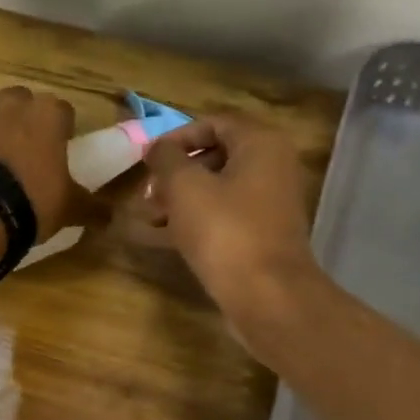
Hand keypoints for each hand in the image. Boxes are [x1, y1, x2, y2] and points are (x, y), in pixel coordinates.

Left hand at [0, 86, 93, 237]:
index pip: (63, 111)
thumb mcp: (69, 209)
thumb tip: (110, 216)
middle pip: (21, 104)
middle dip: (23, 123)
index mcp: (47, 113)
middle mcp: (9, 102)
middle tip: (25, 156)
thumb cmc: (31, 202)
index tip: (60, 152)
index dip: (62, 131)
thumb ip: (92, 207)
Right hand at [136, 113, 320, 324]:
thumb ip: (166, 159)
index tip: (148, 159)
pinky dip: (195, 221)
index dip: (176, 137)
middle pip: (215, 157)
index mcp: (261, 144)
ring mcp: (270, 204)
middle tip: (147, 193)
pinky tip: (162, 237)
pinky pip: (224, 217)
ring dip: (180, 200)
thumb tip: (156, 148)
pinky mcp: (262, 235)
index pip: (213, 123)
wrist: (267, 296)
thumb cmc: (225, 231)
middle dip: (175, 173)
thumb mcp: (185, 187)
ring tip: (148, 218)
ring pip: (217, 190)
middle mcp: (272, 167)